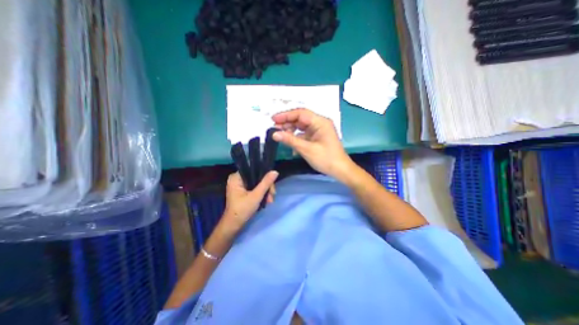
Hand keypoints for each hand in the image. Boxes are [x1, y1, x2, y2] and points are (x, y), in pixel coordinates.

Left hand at [221, 171, 279, 232]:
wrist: (233, 226)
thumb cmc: (242, 210)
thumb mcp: (256, 196)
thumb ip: (266, 183)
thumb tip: (275, 171)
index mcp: (236, 177)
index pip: (254, 170)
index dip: (265, 176)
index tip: (272, 186)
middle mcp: (237, 179)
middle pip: (257, 177)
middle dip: (266, 187)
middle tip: (272, 196)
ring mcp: (240, 185)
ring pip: (257, 183)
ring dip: (265, 192)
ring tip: (270, 201)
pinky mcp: (243, 191)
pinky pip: (255, 188)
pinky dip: (261, 194)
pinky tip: (266, 200)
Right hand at [274, 108, 354, 179]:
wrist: (340, 170)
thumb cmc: (326, 159)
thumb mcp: (306, 149)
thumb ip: (290, 140)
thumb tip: (274, 134)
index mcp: (320, 122)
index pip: (300, 113)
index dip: (286, 115)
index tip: (273, 119)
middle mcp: (320, 123)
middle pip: (301, 118)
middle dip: (287, 122)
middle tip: (274, 128)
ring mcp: (319, 130)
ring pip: (302, 126)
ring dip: (291, 129)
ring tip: (279, 134)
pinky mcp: (317, 137)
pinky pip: (305, 133)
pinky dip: (296, 137)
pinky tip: (289, 142)